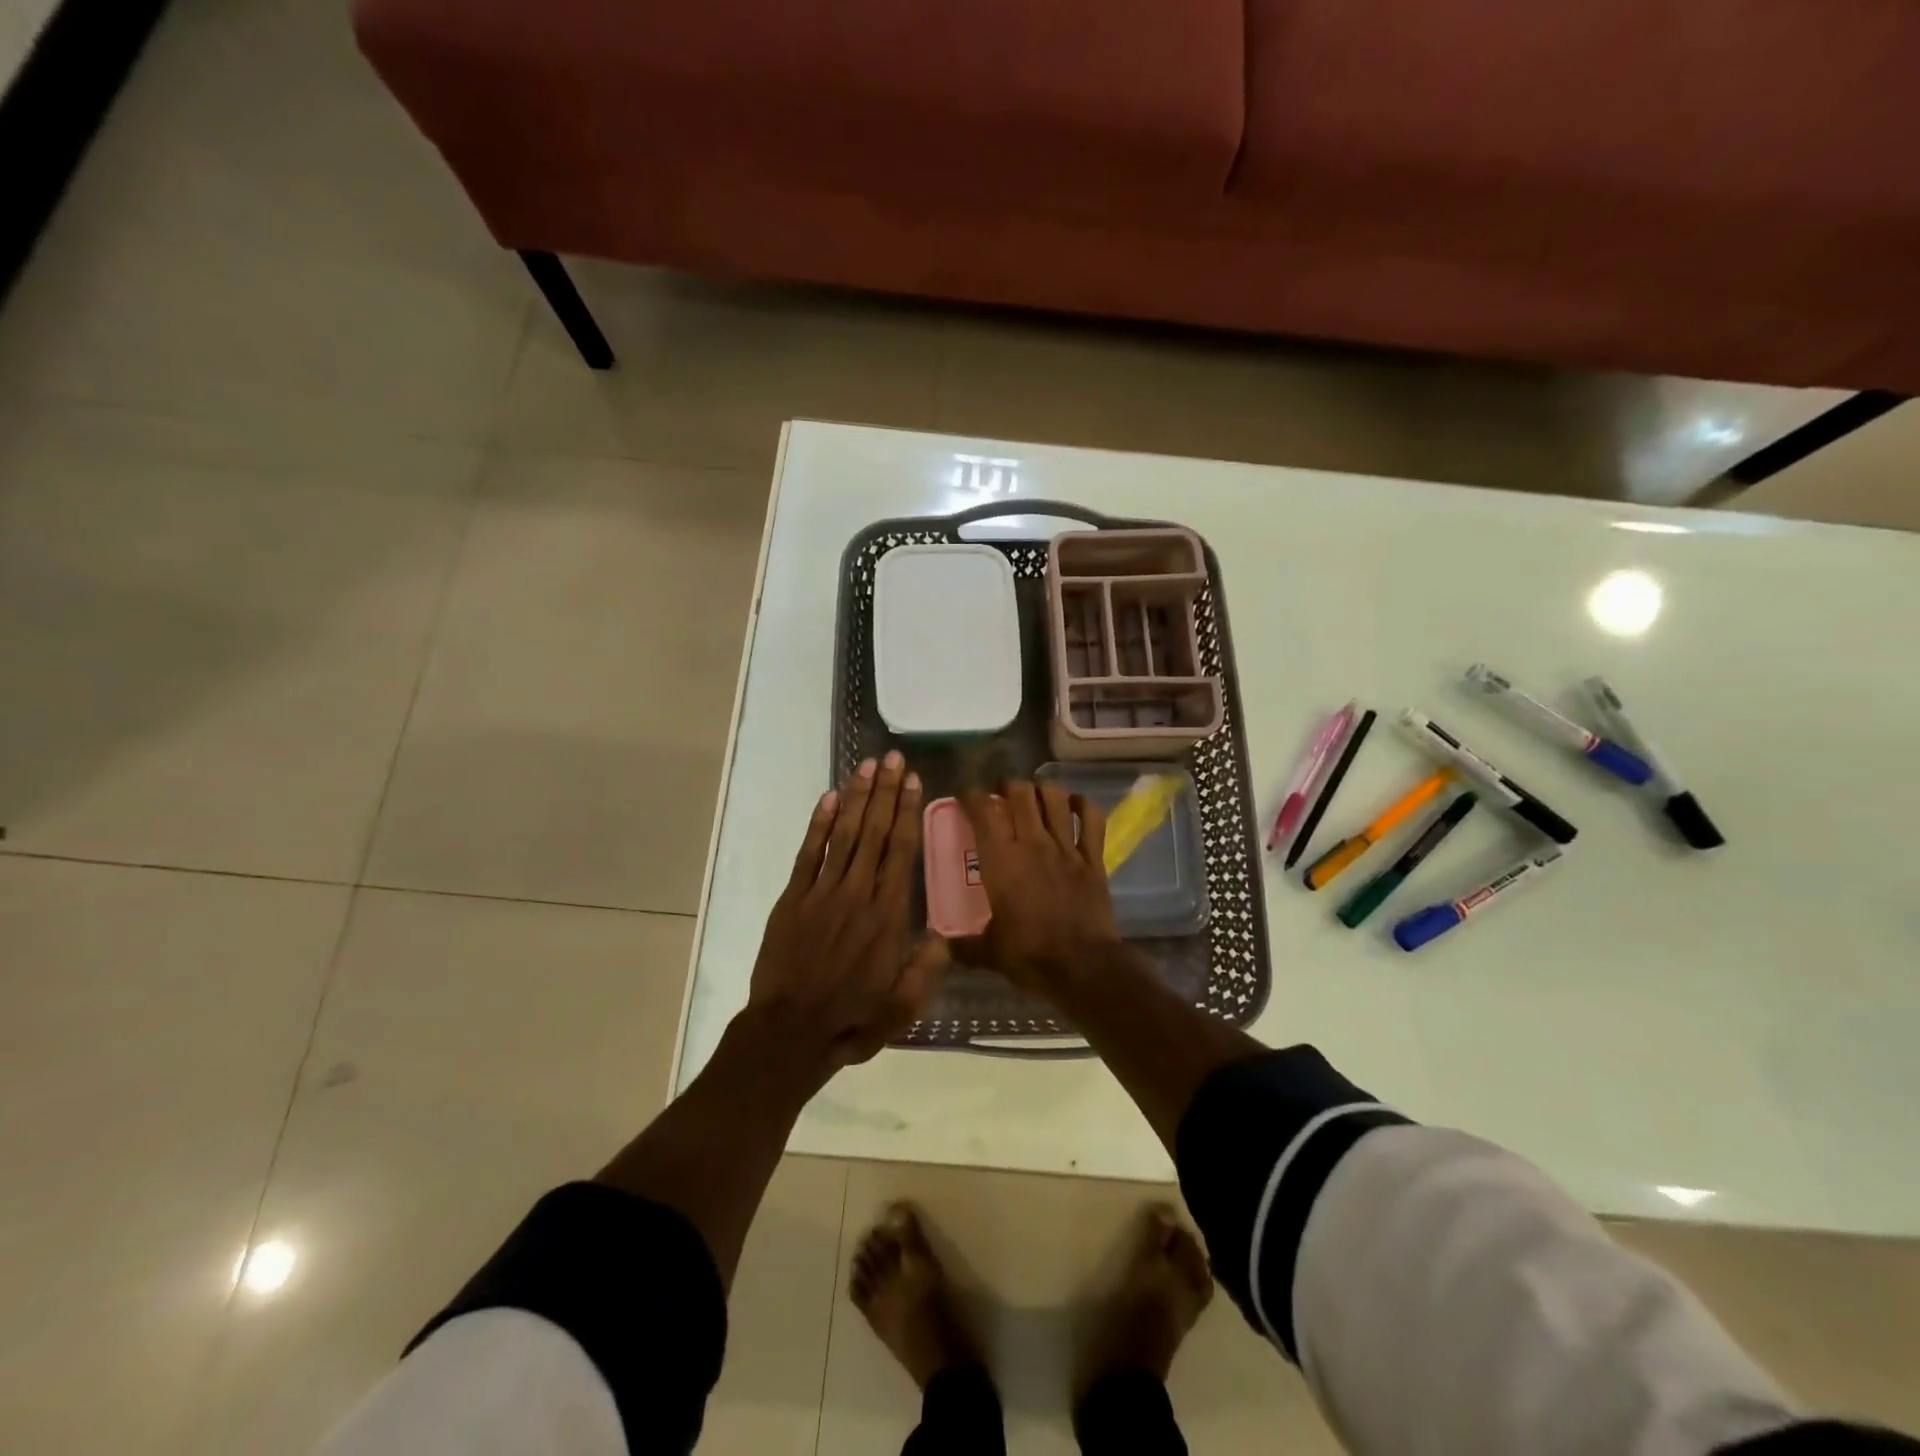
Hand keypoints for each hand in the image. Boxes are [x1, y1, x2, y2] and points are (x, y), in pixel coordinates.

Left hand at [748, 752, 946, 1071]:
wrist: (789, 1034)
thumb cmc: (852, 1022)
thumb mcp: (903, 1007)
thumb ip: (926, 969)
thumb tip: (944, 933)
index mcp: (888, 916)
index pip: (901, 851)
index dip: (907, 812)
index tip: (913, 781)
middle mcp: (858, 894)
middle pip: (875, 832)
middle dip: (886, 792)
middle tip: (893, 757)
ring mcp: (822, 893)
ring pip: (844, 835)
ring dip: (857, 798)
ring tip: (867, 766)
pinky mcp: (793, 899)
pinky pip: (808, 854)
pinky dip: (819, 824)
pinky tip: (829, 798)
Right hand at [958, 779, 1121, 996]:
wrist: (1084, 967)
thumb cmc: (1031, 956)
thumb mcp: (989, 953)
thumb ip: (963, 945)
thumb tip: (942, 945)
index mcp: (1001, 860)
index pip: (982, 811)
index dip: (971, 796)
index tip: (965, 797)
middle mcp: (1032, 843)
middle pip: (1020, 792)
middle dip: (1008, 785)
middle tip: (1001, 795)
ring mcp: (1066, 847)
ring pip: (1055, 797)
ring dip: (1042, 789)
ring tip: (1034, 796)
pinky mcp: (1093, 858)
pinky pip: (1092, 818)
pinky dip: (1083, 805)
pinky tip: (1074, 806)